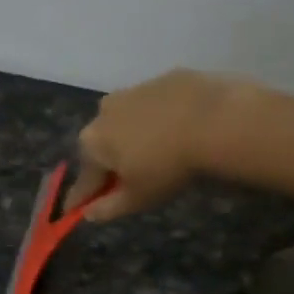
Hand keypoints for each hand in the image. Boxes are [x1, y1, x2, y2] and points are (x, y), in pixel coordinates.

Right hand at [65, 71, 286, 221]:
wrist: (217, 119)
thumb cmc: (168, 165)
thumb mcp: (138, 198)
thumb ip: (108, 208)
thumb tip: (87, 214)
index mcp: (92, 142)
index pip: (84, 179)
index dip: (82, 197)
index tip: (76, 209)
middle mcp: (103, 112)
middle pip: (104, 145)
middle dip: (112, 162)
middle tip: (133, 179)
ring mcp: (134, 90)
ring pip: (128, 120)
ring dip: (136, 136)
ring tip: (162, 151)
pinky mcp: (164, 79)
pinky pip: (157, 105)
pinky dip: (162, 117)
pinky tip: (182, 129)